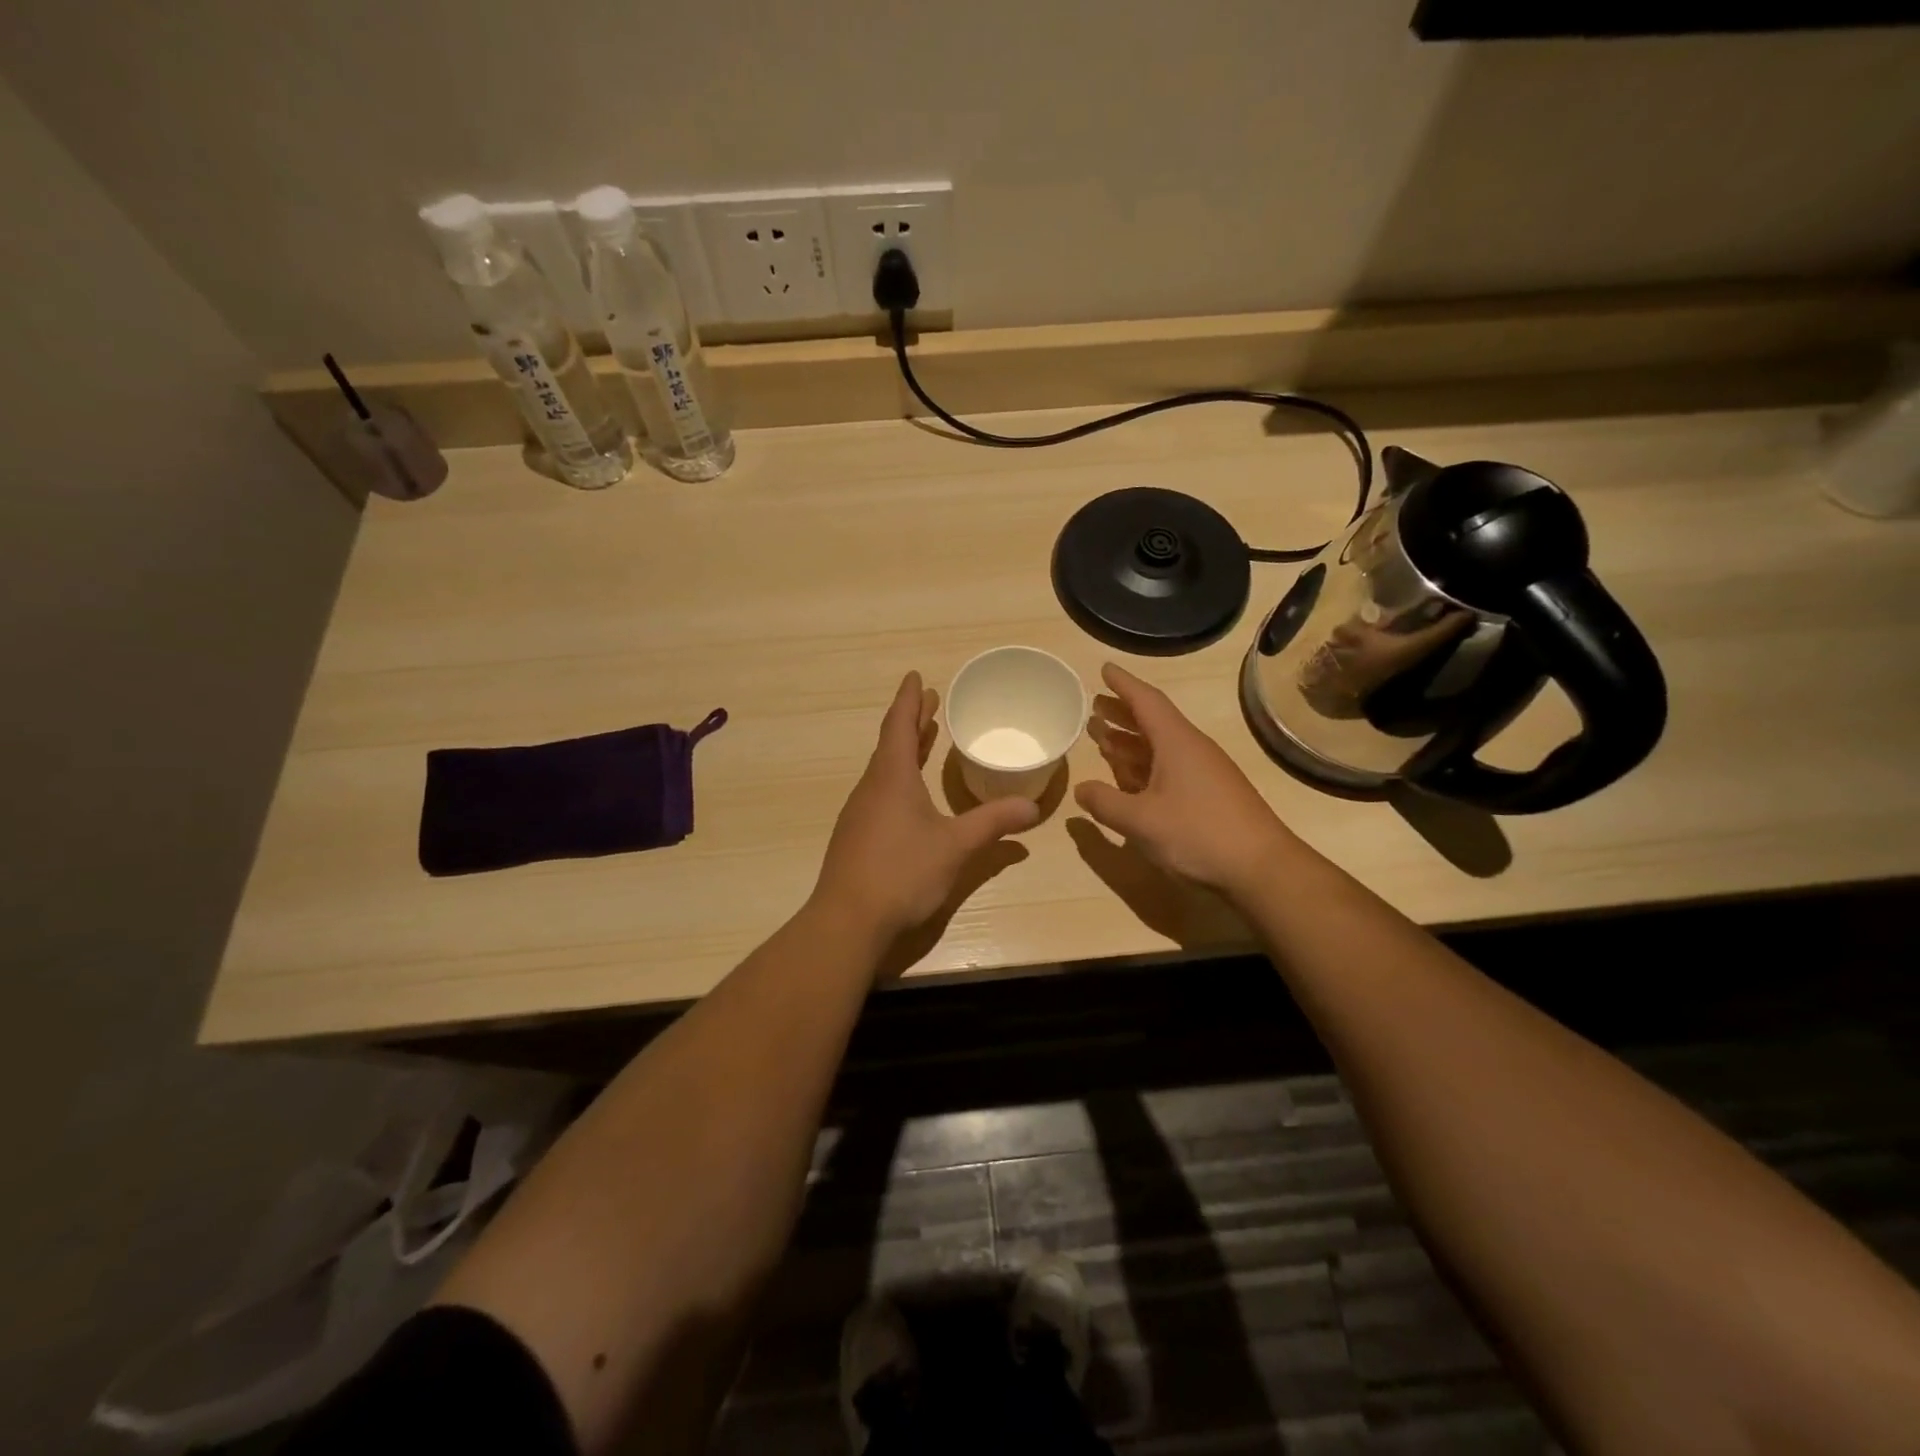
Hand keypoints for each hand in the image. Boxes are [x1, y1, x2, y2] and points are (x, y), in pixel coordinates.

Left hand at [812, 672, 1039, 952]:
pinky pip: (881, 792)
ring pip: (885, 769)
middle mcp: (872, 787)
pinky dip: (899, 777)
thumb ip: (993, 823)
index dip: (909, 700)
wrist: (848, 920)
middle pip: (892, 744)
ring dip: (905, 750)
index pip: (899, 725)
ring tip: (925, 740)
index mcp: (892, 777)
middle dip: (912, 722)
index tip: (916, 677)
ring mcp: (860, 813)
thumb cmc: (902, 871)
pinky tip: (911, 796)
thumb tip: (1033, 807)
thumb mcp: (955, 846)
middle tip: (931, 703)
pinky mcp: (856, 836)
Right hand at [1075, 663, 1295, 897]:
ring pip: (1160, 747)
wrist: (1261, 868)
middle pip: (1152, 721)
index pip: (1146, 701)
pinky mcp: (1208, 795)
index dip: (1123, 684)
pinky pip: (1169, 769)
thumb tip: (1081, 790)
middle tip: (1094, 705)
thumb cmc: (1198, 834)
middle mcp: (1191, 750)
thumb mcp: (1141, 820)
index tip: (1103, 668)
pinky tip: (1128, 779)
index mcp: (1176, 742)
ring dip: (1130, 741)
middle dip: (1122, 712)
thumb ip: (1106, 803)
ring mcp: (1203, 773)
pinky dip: (1144, 766)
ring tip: (1102, 737)